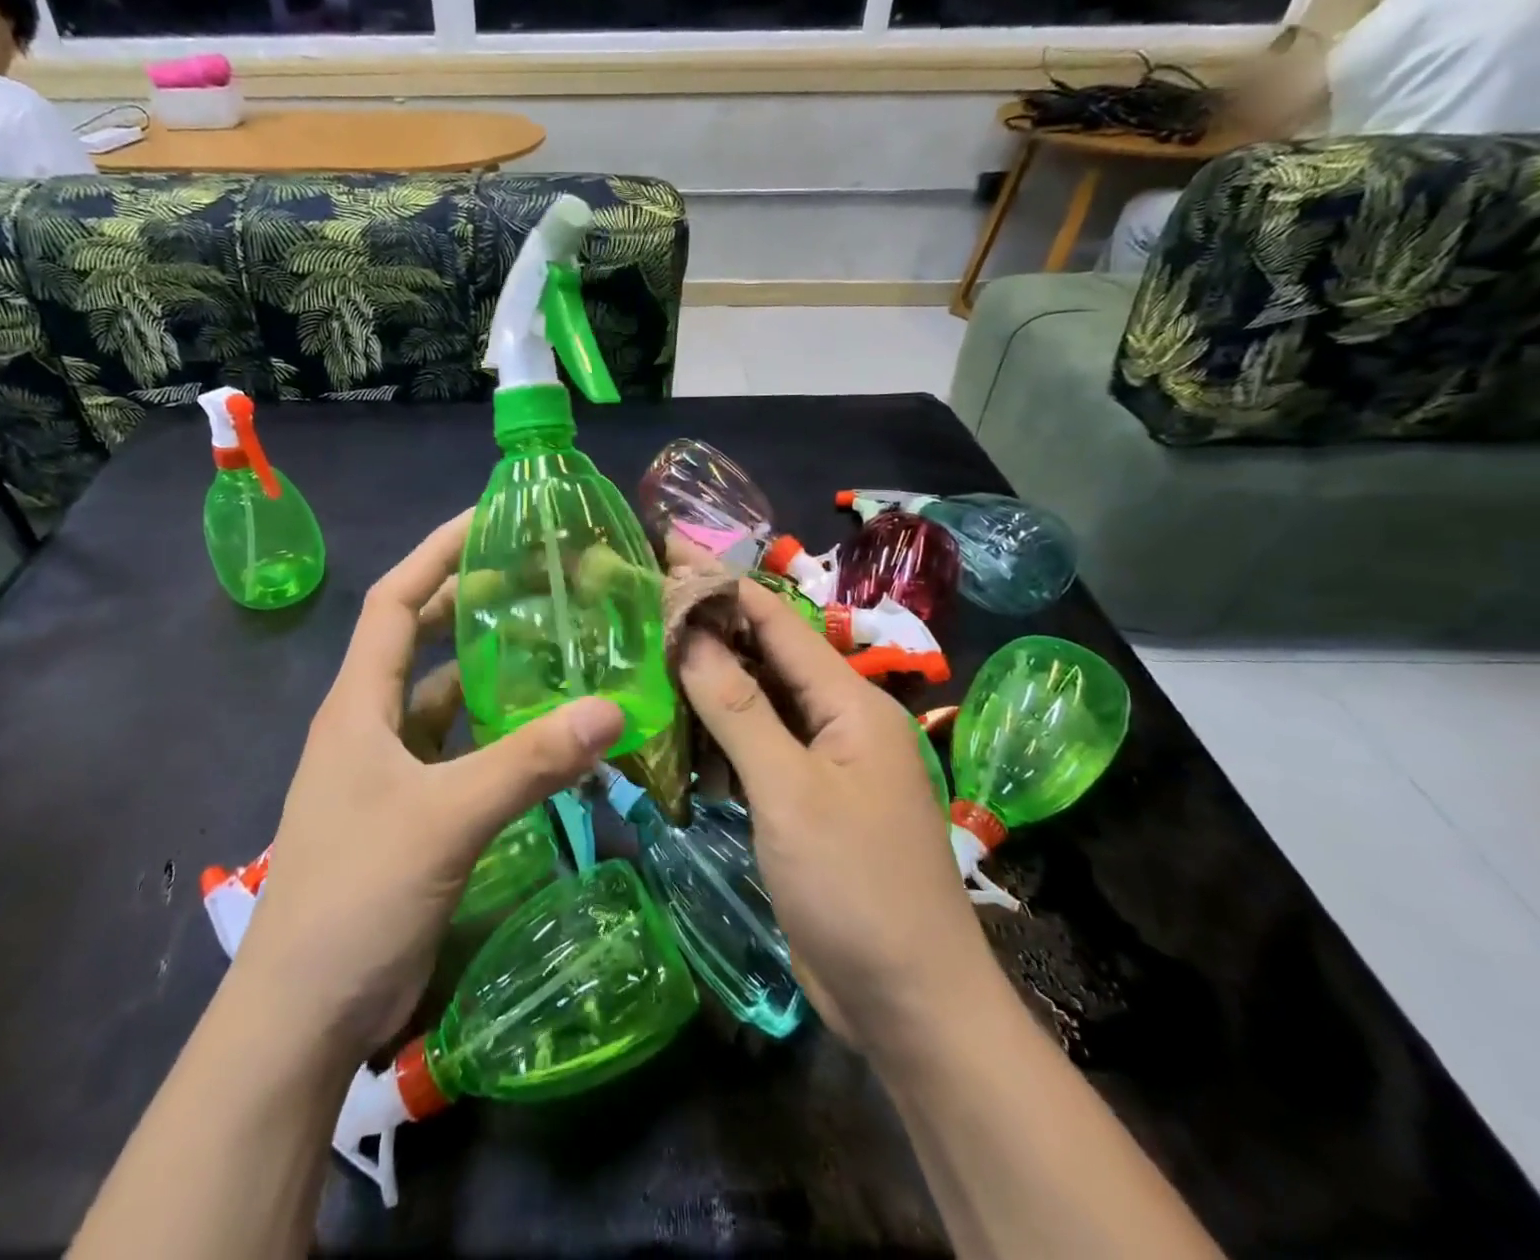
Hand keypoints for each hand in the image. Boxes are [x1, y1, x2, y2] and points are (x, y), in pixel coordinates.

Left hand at [232, 510, 625, 1067]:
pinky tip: (539, 731)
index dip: (435, 552)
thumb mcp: (447, 818)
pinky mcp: (408, 810)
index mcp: (357, 704)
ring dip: (486, 671)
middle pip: (418, 639)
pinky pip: (456, 749)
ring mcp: (386, 770)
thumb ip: (530, 762)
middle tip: (535, 579)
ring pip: (441, 697)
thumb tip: (613, 708)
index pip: (394, 600)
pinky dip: (493, 732)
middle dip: (468, 602)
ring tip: (550, 645)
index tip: (487, 519)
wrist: (304, 1014)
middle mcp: (368, 724)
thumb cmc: (357, 896)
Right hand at [677, 577, 990, 1050]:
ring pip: (757, 702)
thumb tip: (690, 634)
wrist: (910, 1004)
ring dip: (709, 681)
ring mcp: (823, 763)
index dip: (722, 582)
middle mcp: (839, 721)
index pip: (777, 621)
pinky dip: (718, 734)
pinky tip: (677, 731)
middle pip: (767, 656)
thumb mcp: (789, 791)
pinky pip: (756, 748)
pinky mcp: (805, 801)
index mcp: (850, 703)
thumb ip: (738, 708)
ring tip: (647, 655)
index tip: (669, 549)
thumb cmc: (854, 885)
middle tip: (644, 602)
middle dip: (710, 626)